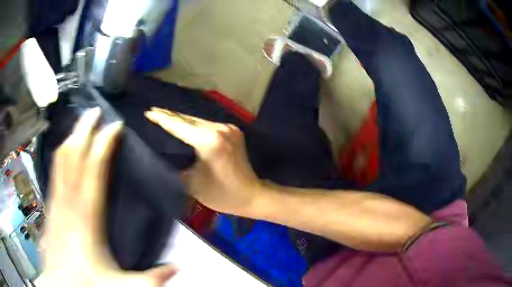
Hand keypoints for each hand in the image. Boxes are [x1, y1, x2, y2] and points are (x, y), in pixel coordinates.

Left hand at [42, 108, 176, 285]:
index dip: (104, 143)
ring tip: (81, 122)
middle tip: (95, 110)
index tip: (115, 125)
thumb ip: (151, 278)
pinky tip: (65, 150)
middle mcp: (68, 201)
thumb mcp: (122, 285)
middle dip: (84, 129)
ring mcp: (56, 201)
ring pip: (61, 160)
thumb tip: (177, 267)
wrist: (59, 285)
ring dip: (71, 137)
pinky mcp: (50, 206)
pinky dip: (61, 155)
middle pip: (73, 155)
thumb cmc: (87, 282)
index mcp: (87, 216)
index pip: (94, 169)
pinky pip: (55, 171)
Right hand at [145, 107, 261, 215]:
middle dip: (169, 115)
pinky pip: (207, 125)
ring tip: (164, 116)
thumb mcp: (191, 183)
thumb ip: (176, 165)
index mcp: (209, 141)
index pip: (179, 126)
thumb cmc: (221, 194)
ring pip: (198, 121)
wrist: (252, 195)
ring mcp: (228, 128)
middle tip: (153, 111)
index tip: (148, 112)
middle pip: (189, 120)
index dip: (162, 119)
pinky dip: (194, 125)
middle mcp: (219, 129)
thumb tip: (165, 154)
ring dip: (181, 119)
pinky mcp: (233, 131)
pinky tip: (183, 124)